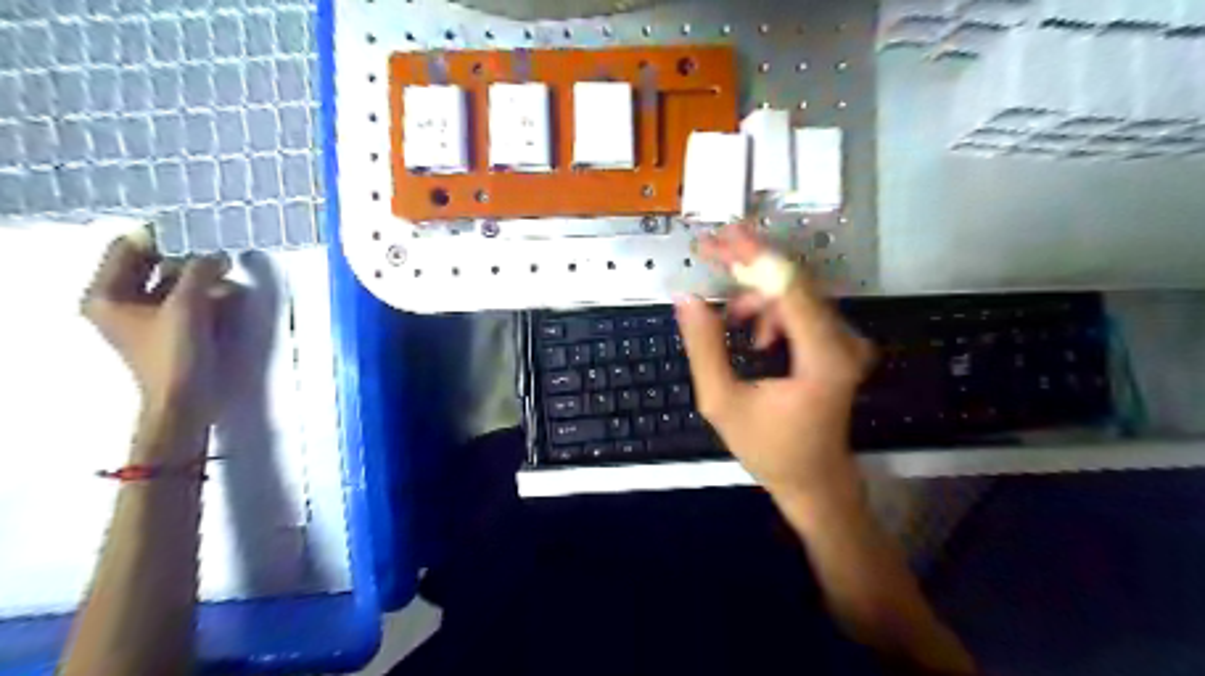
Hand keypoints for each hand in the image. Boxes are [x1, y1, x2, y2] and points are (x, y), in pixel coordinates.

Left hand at [81, 237, 232, 424]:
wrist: (186, 401)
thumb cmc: (176, 353)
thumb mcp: (189, 306)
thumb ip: (201, 273)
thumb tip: (216, 254)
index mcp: (107, 295)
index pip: (128, 248)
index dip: (161, 237)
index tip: (196, 231)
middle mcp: (119, 302)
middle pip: (152, 265)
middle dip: (187, 259)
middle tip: (218, 254)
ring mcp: (144, 317)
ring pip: (172, 283)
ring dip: (201, 278)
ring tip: (229, 276)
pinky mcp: (168, 330)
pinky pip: (185, 300)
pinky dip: (205, 295)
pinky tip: (229, 295)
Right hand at [673, 221, 870, 506]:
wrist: (814, 480)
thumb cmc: (770, 449)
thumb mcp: (723, 402)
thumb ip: (704, 347)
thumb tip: (687, 298)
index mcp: (823, 356)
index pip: (788, 286)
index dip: (752, 256)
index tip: (720, 236)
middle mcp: (844, 341)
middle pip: (794, 280)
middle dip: (747, 262)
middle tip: (709, 248)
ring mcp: (846, 342)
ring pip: (796, 293)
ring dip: (758, 293)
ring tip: (730, 318)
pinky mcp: (839, 345)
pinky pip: (802, 310)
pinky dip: (773, 311)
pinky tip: (755, 336)